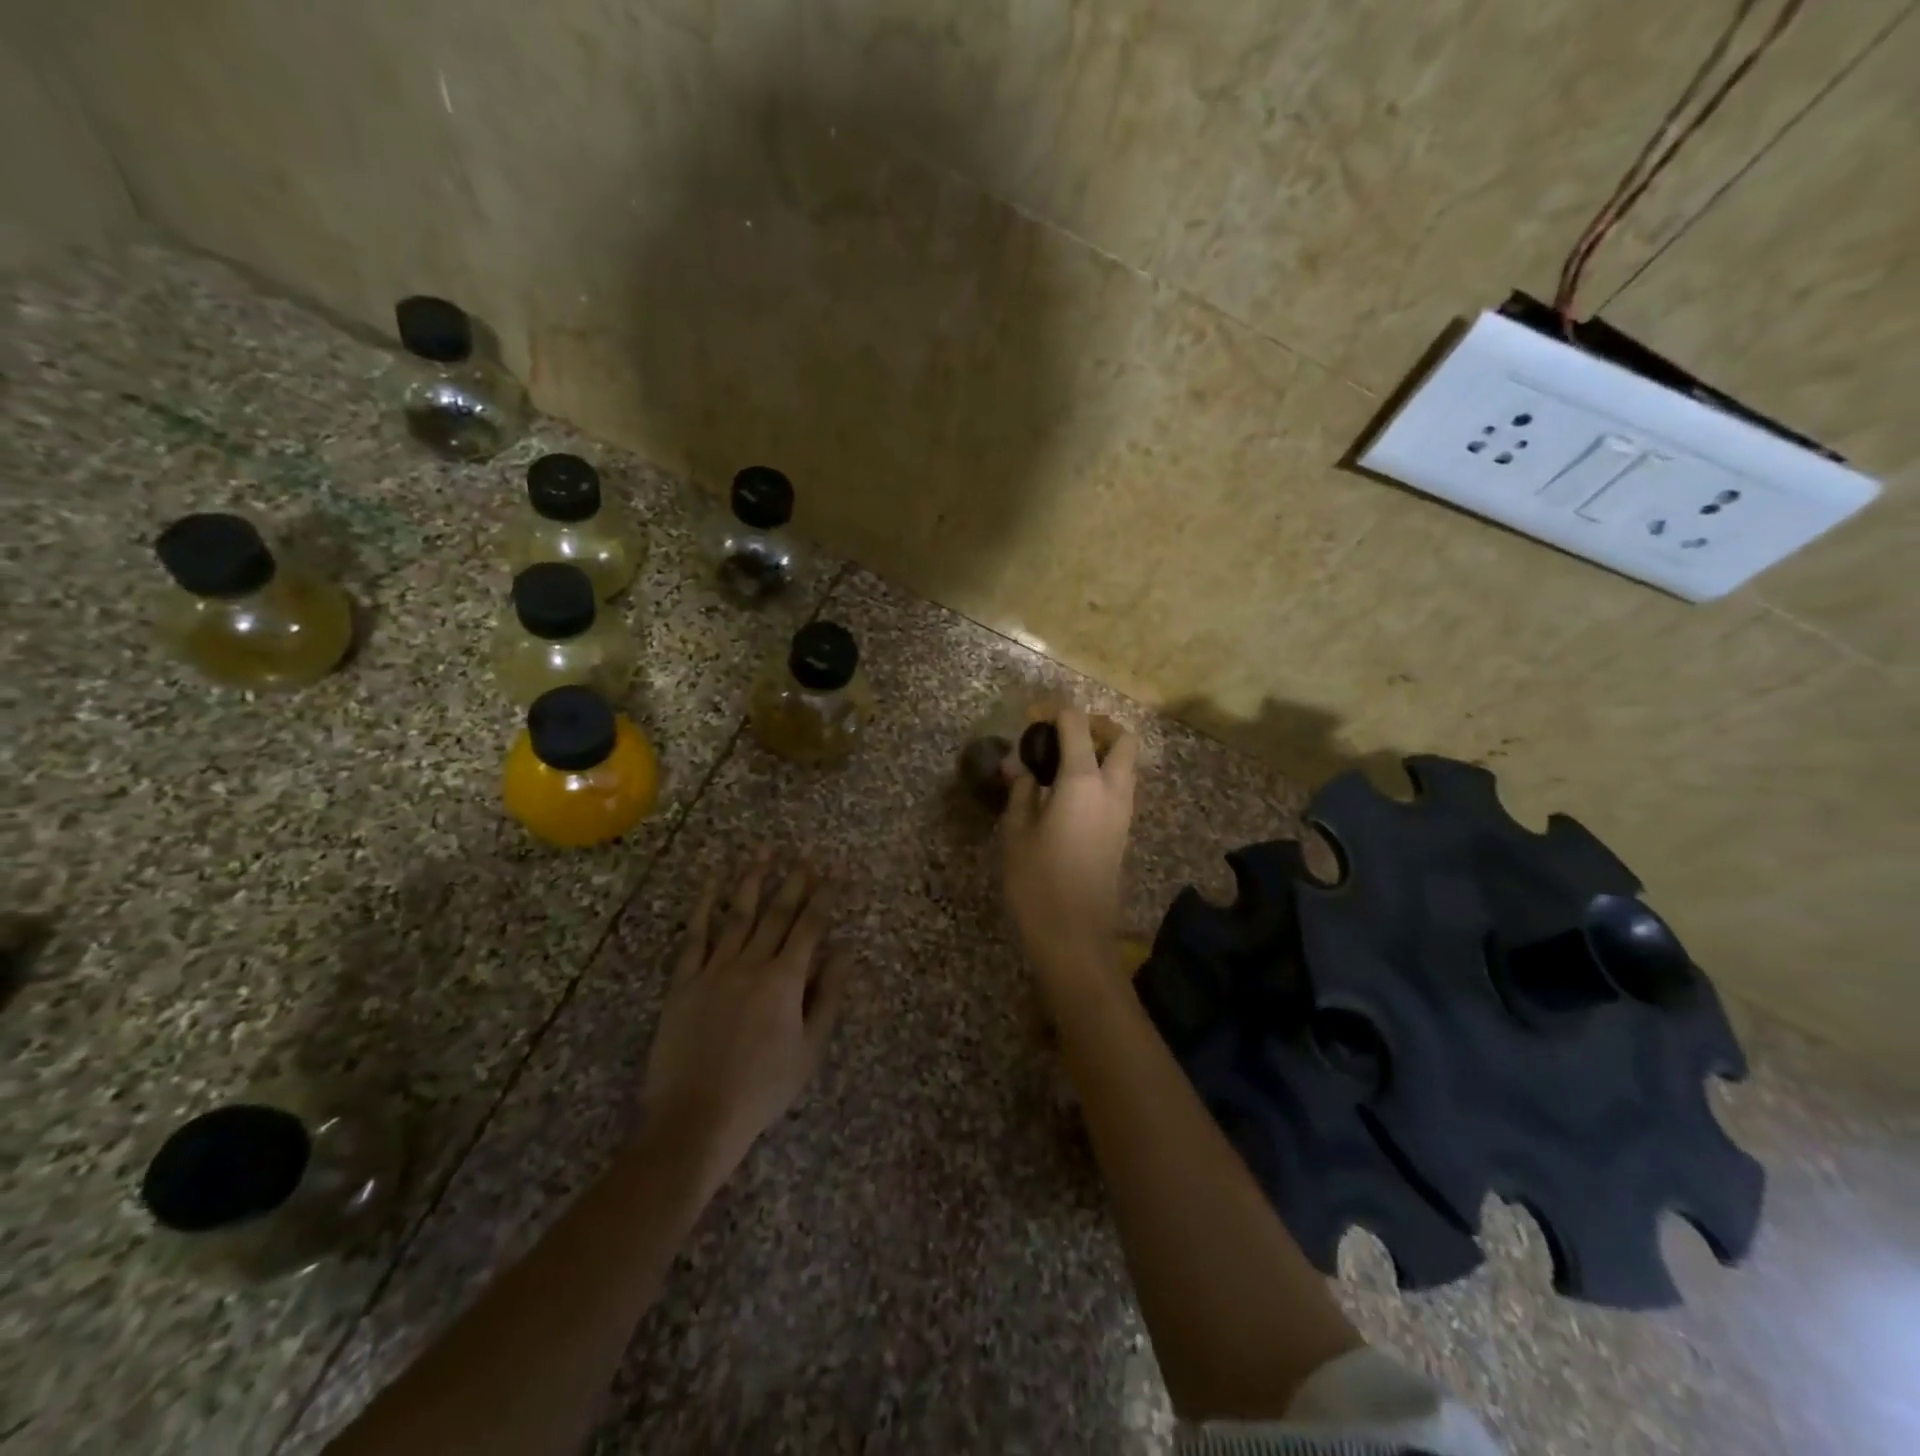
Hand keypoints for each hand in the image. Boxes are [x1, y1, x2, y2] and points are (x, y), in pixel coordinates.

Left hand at [642, 853, 852, 1185]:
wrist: (695, 1118)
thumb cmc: (762, 1088)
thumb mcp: (809, 1049)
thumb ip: (828, 996)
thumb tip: (846, 951)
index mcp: (785, 981)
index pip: (810, 927)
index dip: (825, 897)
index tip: (836, 872)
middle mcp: (751, 964)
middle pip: (777, 913)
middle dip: (794, 881)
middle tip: (805, 855)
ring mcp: (714, 969)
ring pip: (738, 914)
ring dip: (753, 880)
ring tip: (764, 852)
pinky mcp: (684, 981)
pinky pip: (695, 936)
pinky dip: (705, 906)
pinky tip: (713, 883)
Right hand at [999, 706, 1139, 987]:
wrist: (1075, 937)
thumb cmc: (1037, 882)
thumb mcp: (1017, 832)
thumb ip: (1020, 791)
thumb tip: (1017, 766)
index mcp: (1083, 781)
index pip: (1077, 726)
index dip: (1055, 712)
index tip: (1032, 715)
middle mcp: (1113, 789)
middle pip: (1122, 739)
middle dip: (1097, 726)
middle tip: (1063, 732)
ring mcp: (1124, 813)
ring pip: (1126, 765)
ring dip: (1102, 751)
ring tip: (1061, 761)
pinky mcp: (1123, 833)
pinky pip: (1120, 787)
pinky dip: (1102, 775)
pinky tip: (1068, 791)